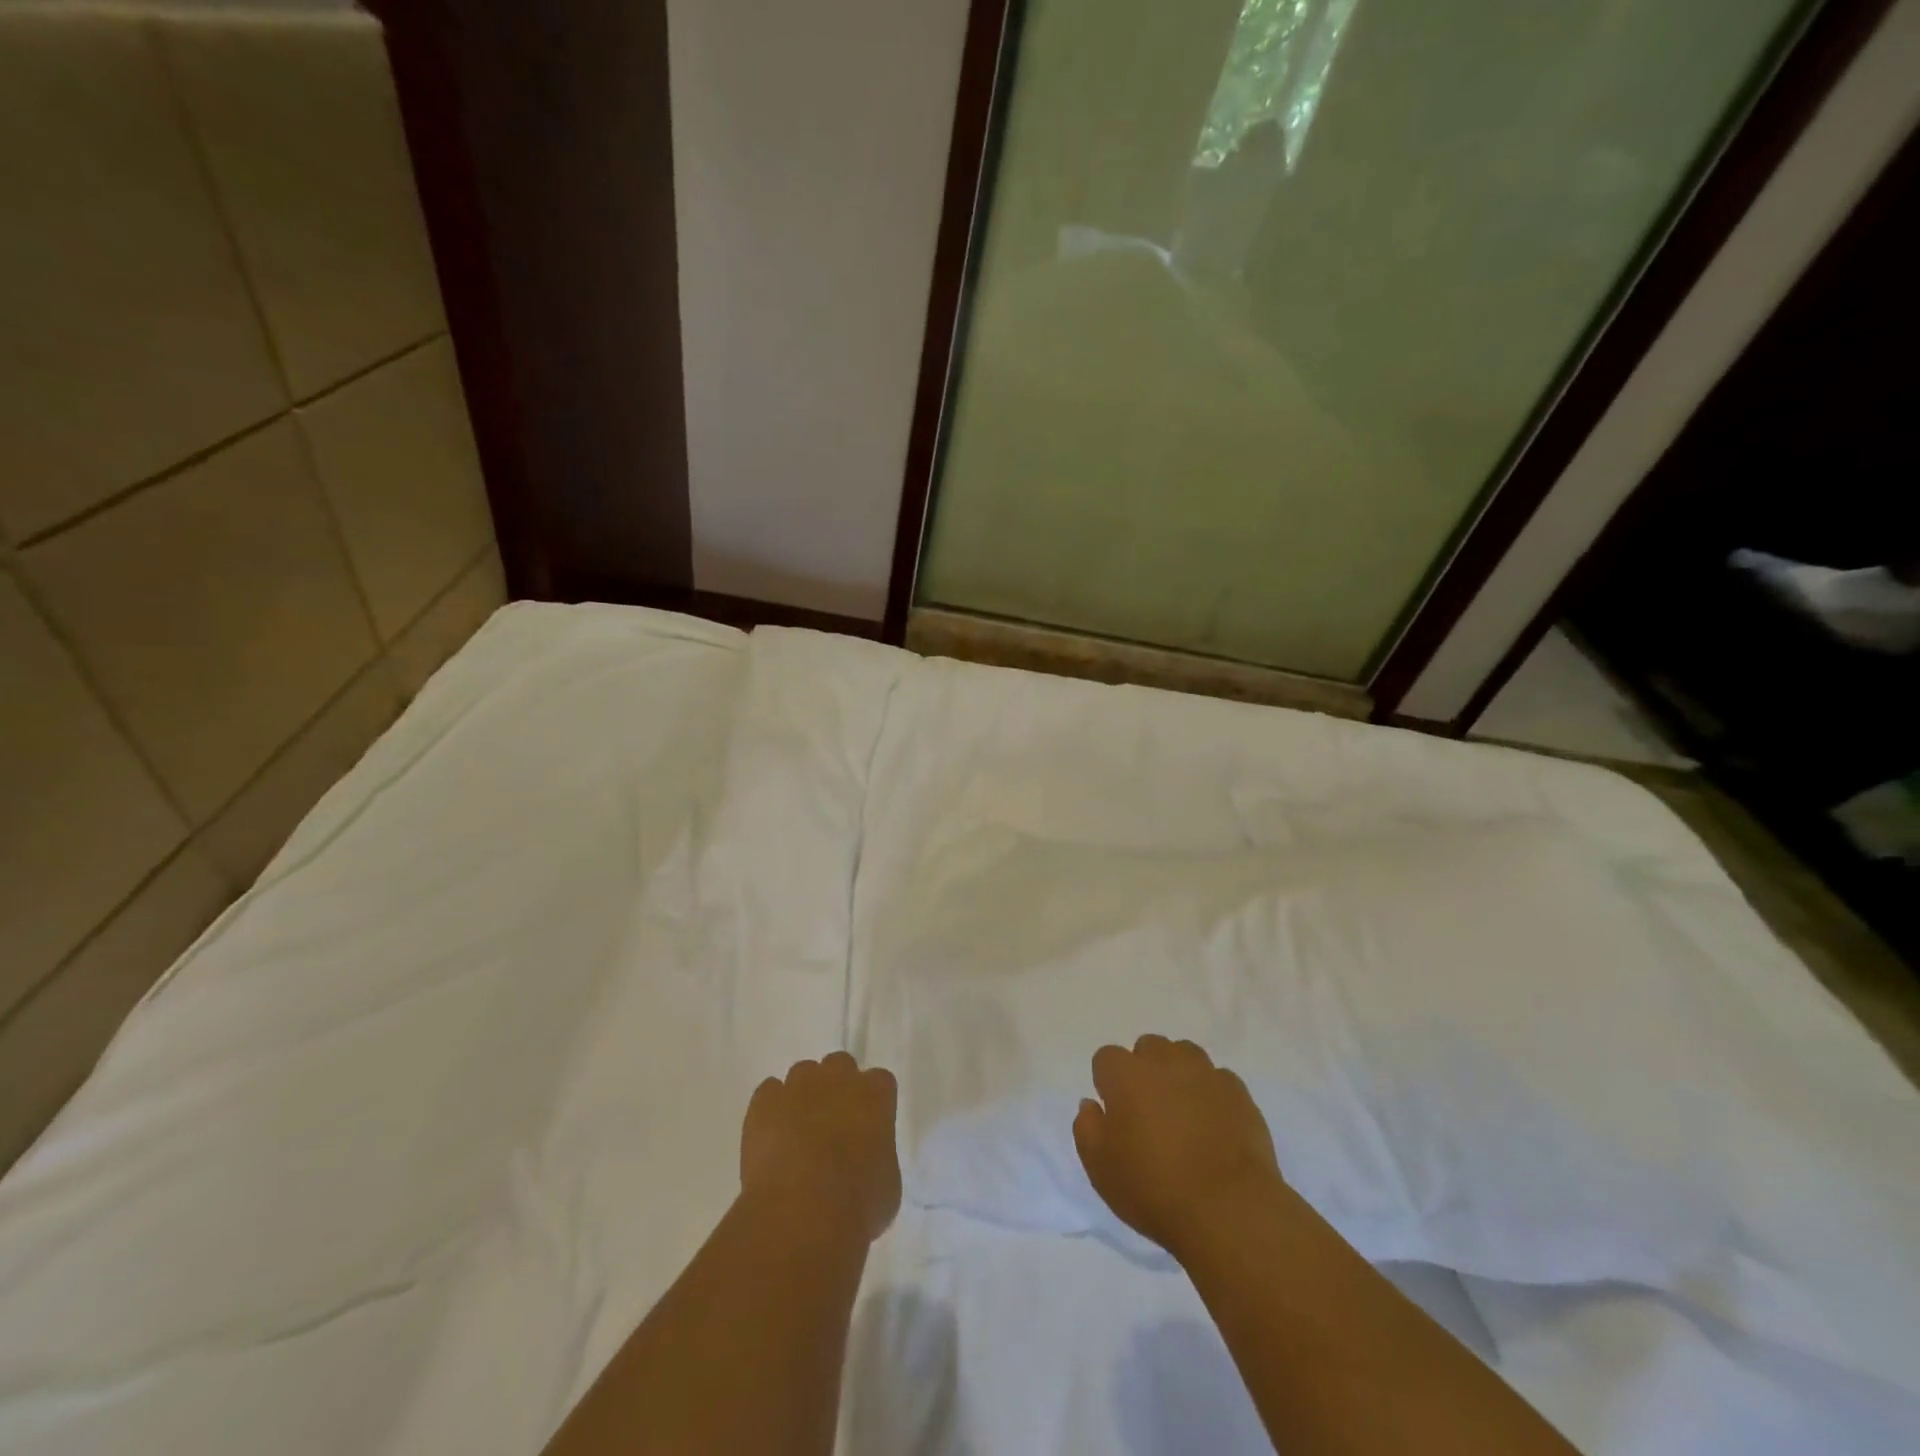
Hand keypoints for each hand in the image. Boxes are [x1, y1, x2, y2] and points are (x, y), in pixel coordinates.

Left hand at [741, 1052, 900, 1242]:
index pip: (880, 1082)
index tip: (867, 1126)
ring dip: (803, 1095)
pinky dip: (770, 1109)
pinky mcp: (764, 1102)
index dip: (872, 1103)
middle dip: (837, 1087)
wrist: (802, 1212)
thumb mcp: (887, 1185)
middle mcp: (839, 1078)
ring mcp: (798, 1086)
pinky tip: (771, 1137)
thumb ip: (877, 1157)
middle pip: (840, 1066)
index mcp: (875, 1095)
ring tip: (797, 1132)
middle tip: (832, 1123)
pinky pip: (769, 1092)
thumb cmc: (857, 1203)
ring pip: (803, 1074)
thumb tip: (865, 1161)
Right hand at [1074, 1035, 1282, 1257]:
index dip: (1108, 1082)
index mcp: (1126, 1075)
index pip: (1106, 1057)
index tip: (1116, 1113)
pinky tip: (1214, 1125)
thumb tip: (1091, 1104)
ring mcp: (1205, 1073)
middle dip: (1144, 1069)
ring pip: (1185, 1054)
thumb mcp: (1101, 1169)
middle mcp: (1164, 1062)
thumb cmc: (1155, 1190)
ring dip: (1179, 1073)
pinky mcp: (1238, 1092)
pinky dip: (1211, 1094)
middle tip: (1149, 1111)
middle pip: (1148, 1047)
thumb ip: (1087, 1128)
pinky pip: (1218, 1079)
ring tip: (1183, 1112)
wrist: (1230, 1211)